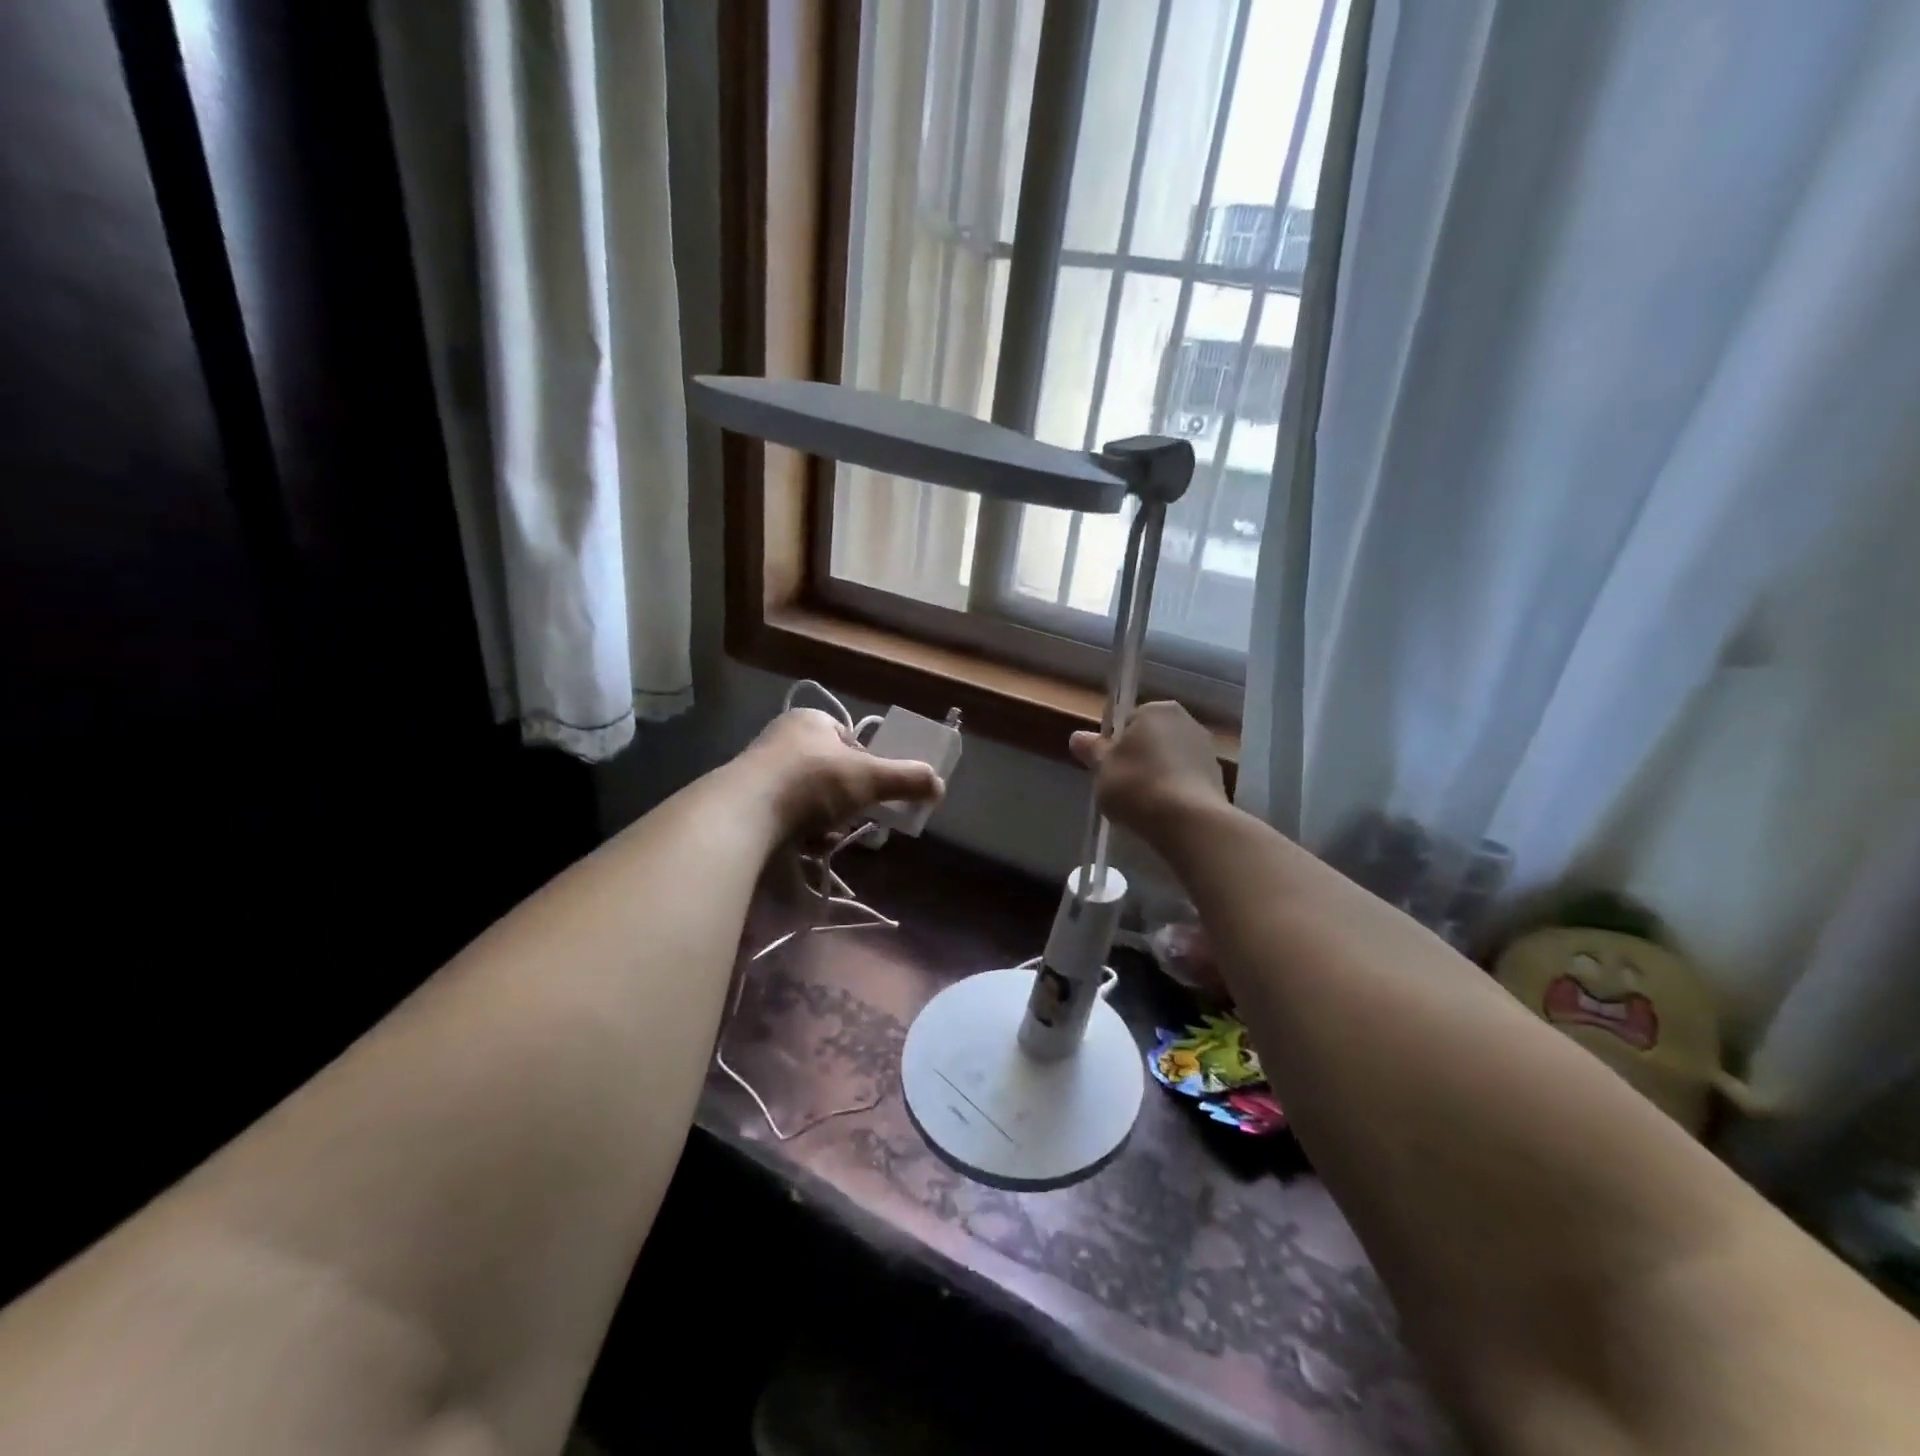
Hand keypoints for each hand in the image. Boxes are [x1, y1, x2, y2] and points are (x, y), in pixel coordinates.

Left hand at [743, 707, 943, 837]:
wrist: (745, 813)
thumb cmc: (813, 782)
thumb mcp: (869, 778)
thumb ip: (906, 779)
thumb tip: (939, 785)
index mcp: (811, 720)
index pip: (850, 741)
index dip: (867, 768)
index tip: (874, 793)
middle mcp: (783, 739)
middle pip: (832, 774)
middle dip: (846, 801)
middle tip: (853, 820)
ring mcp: (761, 771)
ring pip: (810, 799)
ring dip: (824, 821)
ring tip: (825, 837)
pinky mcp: (746, 802)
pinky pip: (786, 817)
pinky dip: (800, 833)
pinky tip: (803, 845)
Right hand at [1070, 701, 1226, 843]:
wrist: (1189, 821)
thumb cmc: (1137, 785)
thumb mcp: (1103, 768)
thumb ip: (1092, 750)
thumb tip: (1077, 737)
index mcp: (1156, 710)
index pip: (1127, 722)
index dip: (1115, 746)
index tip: (1109, 769)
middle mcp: (1186, 720)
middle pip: (1151, 739)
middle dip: (1138, 759)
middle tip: (1122, 787)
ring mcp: (1206, 749)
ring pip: (1170, 760)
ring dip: (1158, 775)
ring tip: (1144, 804)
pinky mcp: (1219, 777)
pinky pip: (1186, 780)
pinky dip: (1175, 791)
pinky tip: (1165, 812)